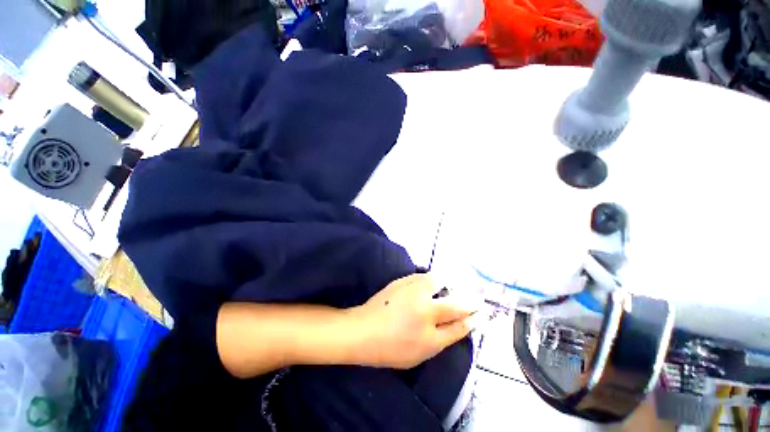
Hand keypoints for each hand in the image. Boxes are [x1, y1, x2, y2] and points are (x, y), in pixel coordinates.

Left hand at [349, 273, 474, 369]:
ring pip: (439, 282)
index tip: (481, 313)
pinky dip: (431, 280)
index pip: (460, 326)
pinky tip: (430, 284)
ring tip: (448, 288)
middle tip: (474, 299)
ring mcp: (413, 292)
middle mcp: (425, 311)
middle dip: (469, 301)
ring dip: (448, 284)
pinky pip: (423, 276)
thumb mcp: (421, 353)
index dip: (473, 319)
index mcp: (430, 336)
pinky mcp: (403, 280)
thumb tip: (462, 324)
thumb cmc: (390, 348)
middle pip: (455, 304)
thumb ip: (443, 338)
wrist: (363, 330)